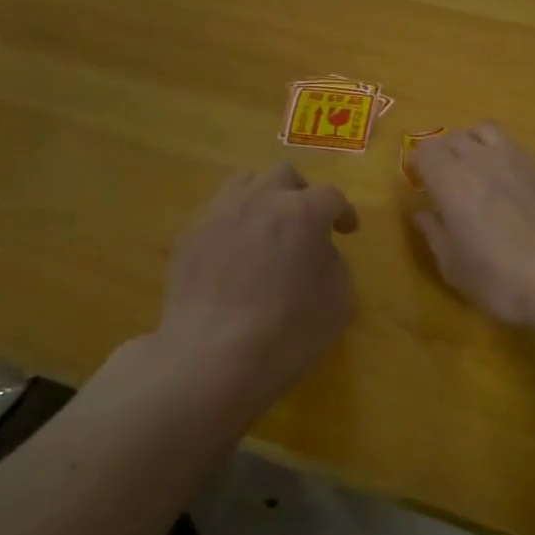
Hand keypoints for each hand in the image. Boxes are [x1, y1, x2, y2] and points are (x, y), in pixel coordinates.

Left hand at [156, 164, 358, 406]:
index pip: (330, 196)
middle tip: (306, 224)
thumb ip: (334, 264)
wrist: (211, 358)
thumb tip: (317, 253)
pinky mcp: (188, 237)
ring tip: (266, 229)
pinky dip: (233, 226)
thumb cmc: (287, 333)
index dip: (343, 212)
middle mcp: (258, 200)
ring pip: (244, 183)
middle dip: (301, 194)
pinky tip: (233, 257)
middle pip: (284, 175)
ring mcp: (217, 215)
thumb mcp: (338, 302)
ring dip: (263, 199)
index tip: (347, 231)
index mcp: (301, 212)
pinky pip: (216, 215)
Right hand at [410, 124, 534, 324]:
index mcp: (451, 181)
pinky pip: (519, 150)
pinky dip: (507, 159)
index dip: (420, 163)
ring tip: (478, 167)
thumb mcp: (455, 267)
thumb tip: (424, 216)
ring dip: (476, 144)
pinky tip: (515, 186)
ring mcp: (519, 158)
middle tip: (446, 176)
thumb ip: (436, 235)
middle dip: (445, 152)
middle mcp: (482, 159)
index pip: (426, 151)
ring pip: (488, 132)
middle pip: (455, 137)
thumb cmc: (499, 278)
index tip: (420, 181)